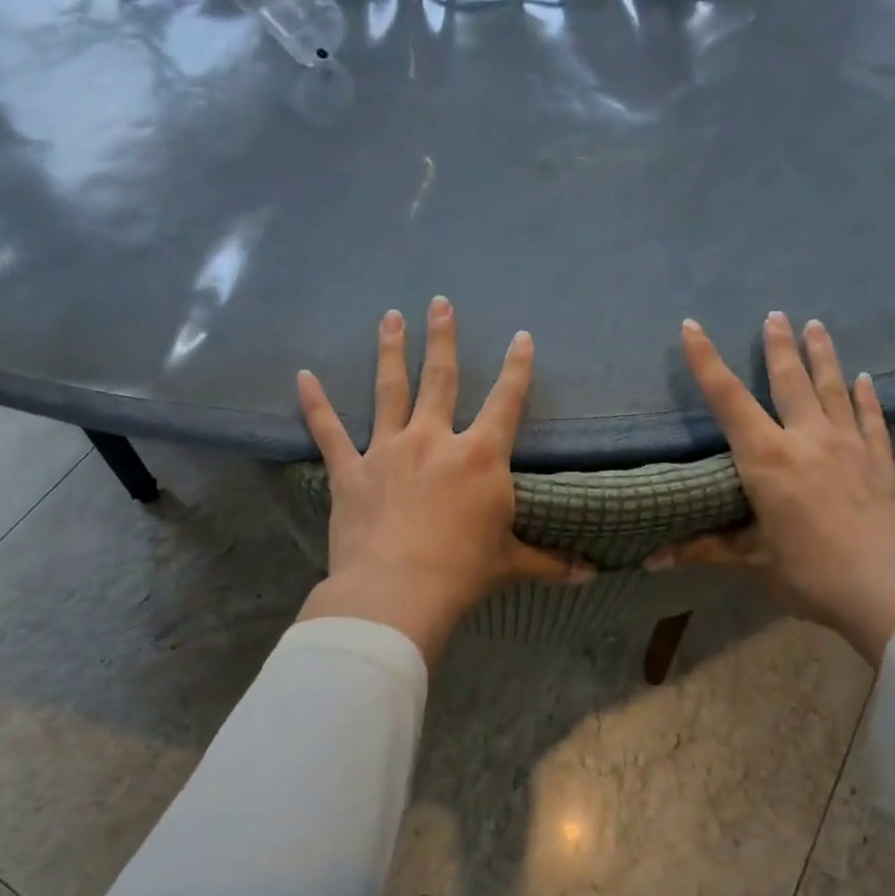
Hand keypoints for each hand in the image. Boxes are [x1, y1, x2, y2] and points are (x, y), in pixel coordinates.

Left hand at [295, 297, 592, 664]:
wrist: (397, 593)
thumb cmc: (461, 573)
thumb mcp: (510, 564)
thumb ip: (549, 562)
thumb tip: (591, 575)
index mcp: (480, 457)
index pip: (505, 401)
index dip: (517, 368)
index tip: (521, 337)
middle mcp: (434, 440)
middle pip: (440, 378)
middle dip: (442, 338)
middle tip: (438, 302)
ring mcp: (388, 451)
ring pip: (389, 390)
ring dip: (390, 350)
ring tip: (390, 317)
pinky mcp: (350, 471)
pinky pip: (329, 431)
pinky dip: (315, 404)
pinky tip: (303, 377)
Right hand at [651, 314, 894, 665]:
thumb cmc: (813, 573)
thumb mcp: (753, 561)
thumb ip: (704, 550)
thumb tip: (648, 561)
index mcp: (767, 458)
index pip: (728, 399)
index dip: (706, 361)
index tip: (692, 327)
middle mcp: (807, 439)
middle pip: (789, 380)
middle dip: (778, 345)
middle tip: (774, 313)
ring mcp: (850, 445)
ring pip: (832, 388)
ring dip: (822, 355)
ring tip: (815, 324)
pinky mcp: (881, 461)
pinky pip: (872, 418)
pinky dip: (866, 396)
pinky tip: (865, 378)